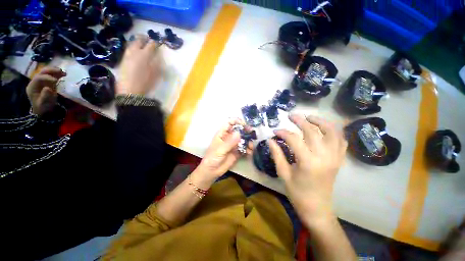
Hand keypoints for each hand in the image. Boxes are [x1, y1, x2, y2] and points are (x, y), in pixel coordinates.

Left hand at [26, 67, 65, 116]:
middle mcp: (36, 82)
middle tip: (60, 71)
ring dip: (55, 70)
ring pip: (47, 71)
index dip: (46, 77)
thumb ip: (45, 96)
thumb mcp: (43, 103)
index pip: (38, 78)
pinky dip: (58, 73)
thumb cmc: (43, 107)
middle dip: (51, 70)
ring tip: (63, 72)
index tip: (55, 81)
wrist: (44, 110)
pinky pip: (52, 75)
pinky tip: (64, 74)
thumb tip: (48, 88)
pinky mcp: (48, 82)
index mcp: (32, 86)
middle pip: (42, 72)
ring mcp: (42, 81)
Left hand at [117, 35, 162, 94]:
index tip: (158, 43)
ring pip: (131, 44)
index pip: (151, 45)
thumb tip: (159, 56)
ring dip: (136, 42)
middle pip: (138, 41)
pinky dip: (132, 48)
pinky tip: (135, 52)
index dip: (155, 43)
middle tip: (147, 40)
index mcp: (144, 55)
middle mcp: (134, 52)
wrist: (130, 91)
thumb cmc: (146, 83)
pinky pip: (128, 50)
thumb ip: (158, 64)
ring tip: (140, 44)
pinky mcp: (122, 61)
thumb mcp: (156, 74)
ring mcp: (127, 56)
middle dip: (143, 39)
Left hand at [197, 119, 252, 179]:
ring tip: (251, 146)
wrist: (212, 171)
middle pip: (238, 130)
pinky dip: (248, 149)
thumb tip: (239, 133)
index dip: (237, 121)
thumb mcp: (220, 150)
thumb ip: (229, 142)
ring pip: (243, 139)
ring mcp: (234, 145)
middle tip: (252, 134)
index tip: (244, 124)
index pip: (230, 123)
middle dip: (246, 131)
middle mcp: (229, 137)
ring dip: (248, 141)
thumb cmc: (212, 158)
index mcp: (222, 134)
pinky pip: (244, 148)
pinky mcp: (237, 152)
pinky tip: (249, 153)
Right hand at [269, 114, 346, 225]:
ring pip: (332, 132)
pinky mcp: (339, 160)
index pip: (294, 139)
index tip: (275, 131)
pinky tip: (325, 130)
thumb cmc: (297, 192)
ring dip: (321, 122)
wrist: (317, 208)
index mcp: (308, 162)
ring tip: (309, 117)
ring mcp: (334, 158)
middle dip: (300, 121)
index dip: (283, 132)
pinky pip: (341, 141)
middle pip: (313, 131)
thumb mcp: (283, 173)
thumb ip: (277, 154)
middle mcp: (324, 157)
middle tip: (290, 116)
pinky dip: (334, 132)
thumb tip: (270, 140)